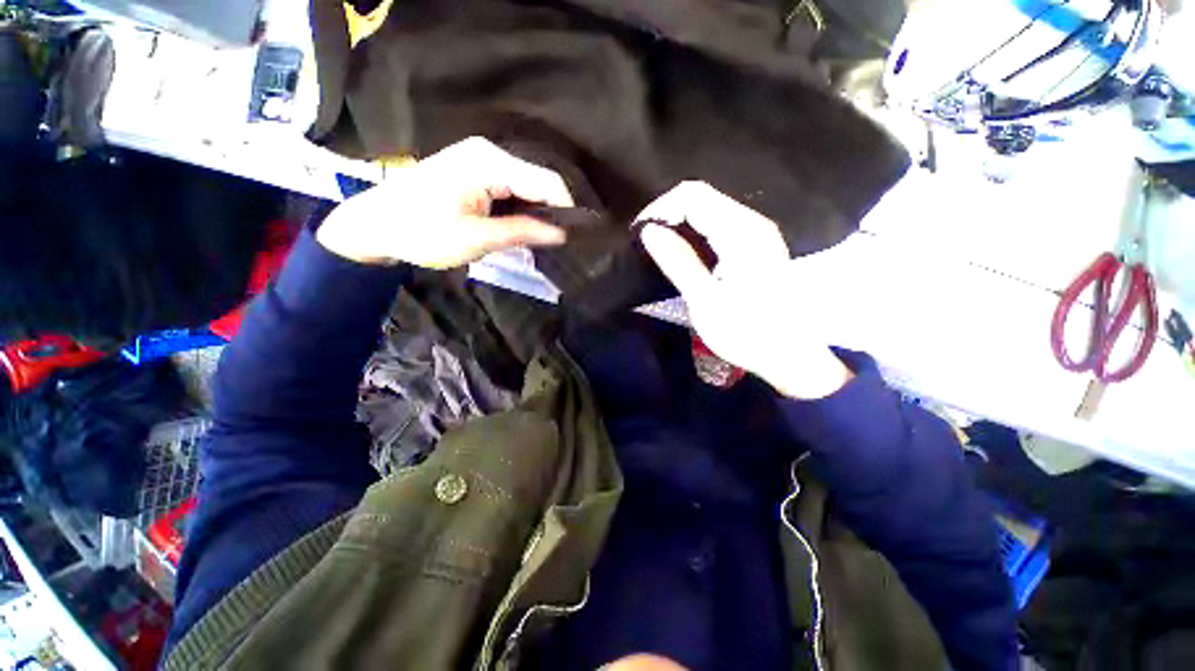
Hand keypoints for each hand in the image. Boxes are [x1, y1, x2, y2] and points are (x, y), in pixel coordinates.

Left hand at [316, 137, 572, 267]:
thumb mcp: (476, 238)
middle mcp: (490, 153)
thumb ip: (522, 232)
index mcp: (490, 162)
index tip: (578, 237)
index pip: (546, 182)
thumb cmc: (422, 232)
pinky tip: (527, 228)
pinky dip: (524, 209)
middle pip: (540, 181)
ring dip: (540, 212)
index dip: (567, 209)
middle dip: (555, 211)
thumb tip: (562, 234)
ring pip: (528, 186)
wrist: (377, 225)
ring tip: (548, 239)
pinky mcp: (478, 172)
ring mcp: (483, 160)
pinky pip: (514, 188)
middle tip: (564, 243)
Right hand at [638, 182, 852, 399]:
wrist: (789, 355)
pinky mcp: (756, 245)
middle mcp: (752, 223)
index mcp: (741, 233)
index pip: (693, 196)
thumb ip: (677, 261)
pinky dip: (694, 232)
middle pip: (702, 197)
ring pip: (709, 208)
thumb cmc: (747, 333)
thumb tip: (649, 230)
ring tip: (659, 248)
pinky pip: (718, 224)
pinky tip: (683, 253)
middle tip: (646, 243)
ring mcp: (757, 232)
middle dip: (668, 214)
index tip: (640, 234)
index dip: (661, 208)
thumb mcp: (705, 301)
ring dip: (679, 223)